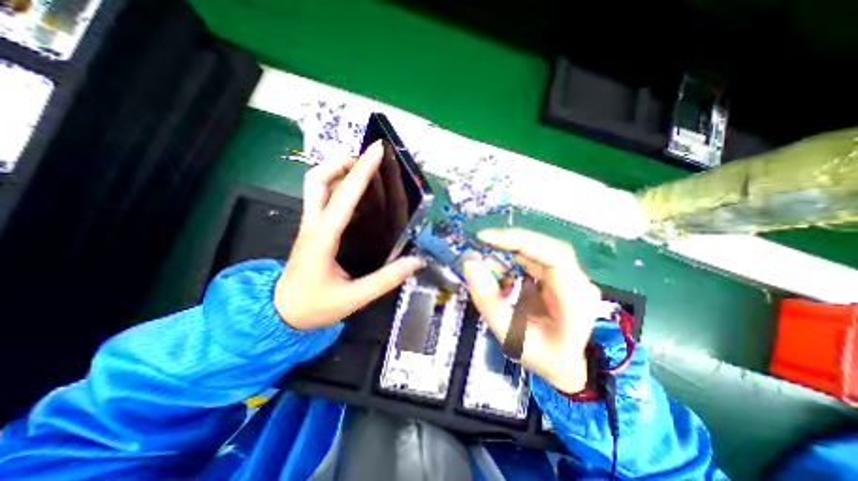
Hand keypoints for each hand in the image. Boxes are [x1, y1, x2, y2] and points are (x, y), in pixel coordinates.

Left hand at [275, 141, 421, 330]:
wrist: (280, 312)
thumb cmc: (315, 305)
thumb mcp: (353, 298)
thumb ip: (385, 280)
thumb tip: (415, 261)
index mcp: (323, 239)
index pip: (343, 198)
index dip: (362, 172)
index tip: (376, 151)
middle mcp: (313, 225)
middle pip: (317, 180)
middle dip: (341, 162)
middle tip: (366, 161)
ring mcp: (310, 225)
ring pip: (315, 185)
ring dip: (337, 171)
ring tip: (363, 172)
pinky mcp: (312, 229)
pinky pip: (321, 198)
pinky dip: (337, 186)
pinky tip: (356, 195)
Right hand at [462, 229, 601, 393]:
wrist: (567, 365)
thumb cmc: (542, 356)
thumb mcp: (509, 334)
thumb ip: (488, 300)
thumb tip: (471, 263)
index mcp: (575, 299)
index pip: (554, 255)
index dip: (520, 240)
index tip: (486, 237)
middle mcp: (579, 281)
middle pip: (545, 247)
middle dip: (510, 242)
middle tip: (481, 243)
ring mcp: (571, 276)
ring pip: (539, 250)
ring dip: (510, 251)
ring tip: (488, 262)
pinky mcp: (560, 275)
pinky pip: (535, 258)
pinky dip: (514, 260)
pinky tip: (503, 273)